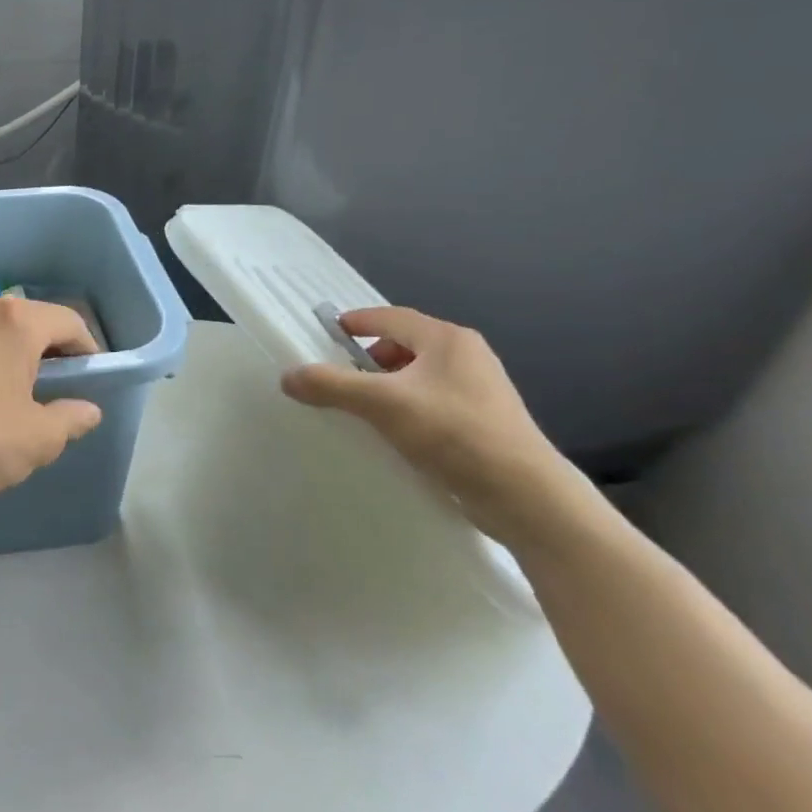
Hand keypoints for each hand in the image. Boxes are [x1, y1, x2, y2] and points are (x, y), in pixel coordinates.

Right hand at [281, 307, 562, 522]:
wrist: (524, 494)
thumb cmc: (453, 433)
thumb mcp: (382, 404)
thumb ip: (331, 385)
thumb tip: (287, 376)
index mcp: (447, 340)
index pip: (390, 317)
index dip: (355, 322)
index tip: (324, 335)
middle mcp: (466, 356)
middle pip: (403, 345)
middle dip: (368, 359)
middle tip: (340, 380)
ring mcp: (479, 388)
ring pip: (417, 375)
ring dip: (386, 386)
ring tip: (362, 410)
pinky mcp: (482, 420)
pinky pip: (431, 400)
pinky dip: (405, 407)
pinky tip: (392, 434)